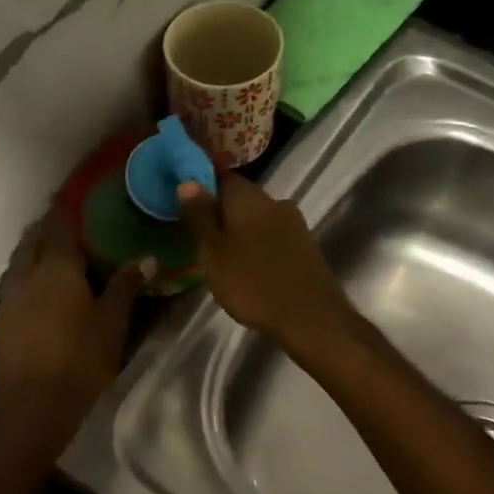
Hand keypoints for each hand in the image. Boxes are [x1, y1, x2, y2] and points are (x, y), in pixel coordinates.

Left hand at [0, 206, 149, 427]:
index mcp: (57, 268)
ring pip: (17, 262)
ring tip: (47, 253)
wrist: (33, 405)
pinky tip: (35, 291)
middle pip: (32, 241)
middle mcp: (27, 275)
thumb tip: (147, 258)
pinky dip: (23, 276)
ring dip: (30, 251)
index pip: (58, 227)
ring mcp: (8, 299)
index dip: (62, 209)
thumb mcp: (112, 322)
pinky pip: (11, 286)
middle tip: (60, 223)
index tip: (66, 195)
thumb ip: (126, 286)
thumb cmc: (80, 359)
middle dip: (44, 228)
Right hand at [176, 175, 353, 347]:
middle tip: (197, 237)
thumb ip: (199, 216)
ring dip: (238, 231)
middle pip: (239, 198)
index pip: (219, 176)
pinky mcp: (303, 246)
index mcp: (248, 196)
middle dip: (219, 213)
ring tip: (219, 256)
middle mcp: (273, 201)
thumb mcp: (213, 251)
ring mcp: (293, 223)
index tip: (183, 206)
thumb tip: (187, 182)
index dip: (200, 188)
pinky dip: (256, 245)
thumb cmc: (252, 281)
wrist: (310, 316)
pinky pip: (271, 236)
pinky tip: (246, 266)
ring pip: (256, 218)